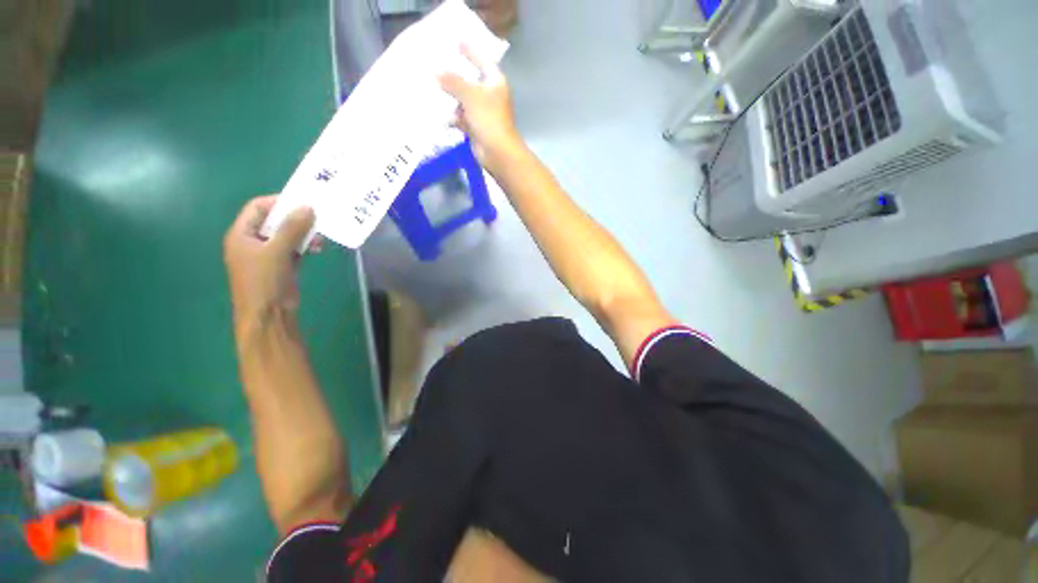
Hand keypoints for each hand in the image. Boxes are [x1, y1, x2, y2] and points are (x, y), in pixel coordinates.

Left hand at [223, 196, 320, 336]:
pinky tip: (317, 248)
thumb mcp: (276, 251)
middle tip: (317, 218)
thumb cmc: (264, 281)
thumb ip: (292, 228)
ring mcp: (267, 255)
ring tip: (320, 238)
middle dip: (296, 219)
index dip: (278, 202)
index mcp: (241, 234)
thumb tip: (308, 207)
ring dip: (303, 234)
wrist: (268, 314)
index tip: (303, 202)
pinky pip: (293, 249)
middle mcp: (253, 241)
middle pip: (274, 221)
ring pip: (286, 236)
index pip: (257, 208)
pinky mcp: (281, 266)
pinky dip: (305, 246)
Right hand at [439, 45, 521, 167]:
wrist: (497, 152)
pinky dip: (452, 116)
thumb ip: (452, 81)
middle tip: (435, 64)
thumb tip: (434, 71)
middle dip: (454, 76)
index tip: (457, 41)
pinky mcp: (476, 127)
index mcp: (495, 82)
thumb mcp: (470, 95)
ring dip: (450, 97)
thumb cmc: (488, 118)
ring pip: (463, 100)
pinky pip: (461, 117)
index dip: (470, 51)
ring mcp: (483, 113)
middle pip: (470, 81)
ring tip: (431, 87)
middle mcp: (490, 95)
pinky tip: (439, 113)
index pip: (482, 60)